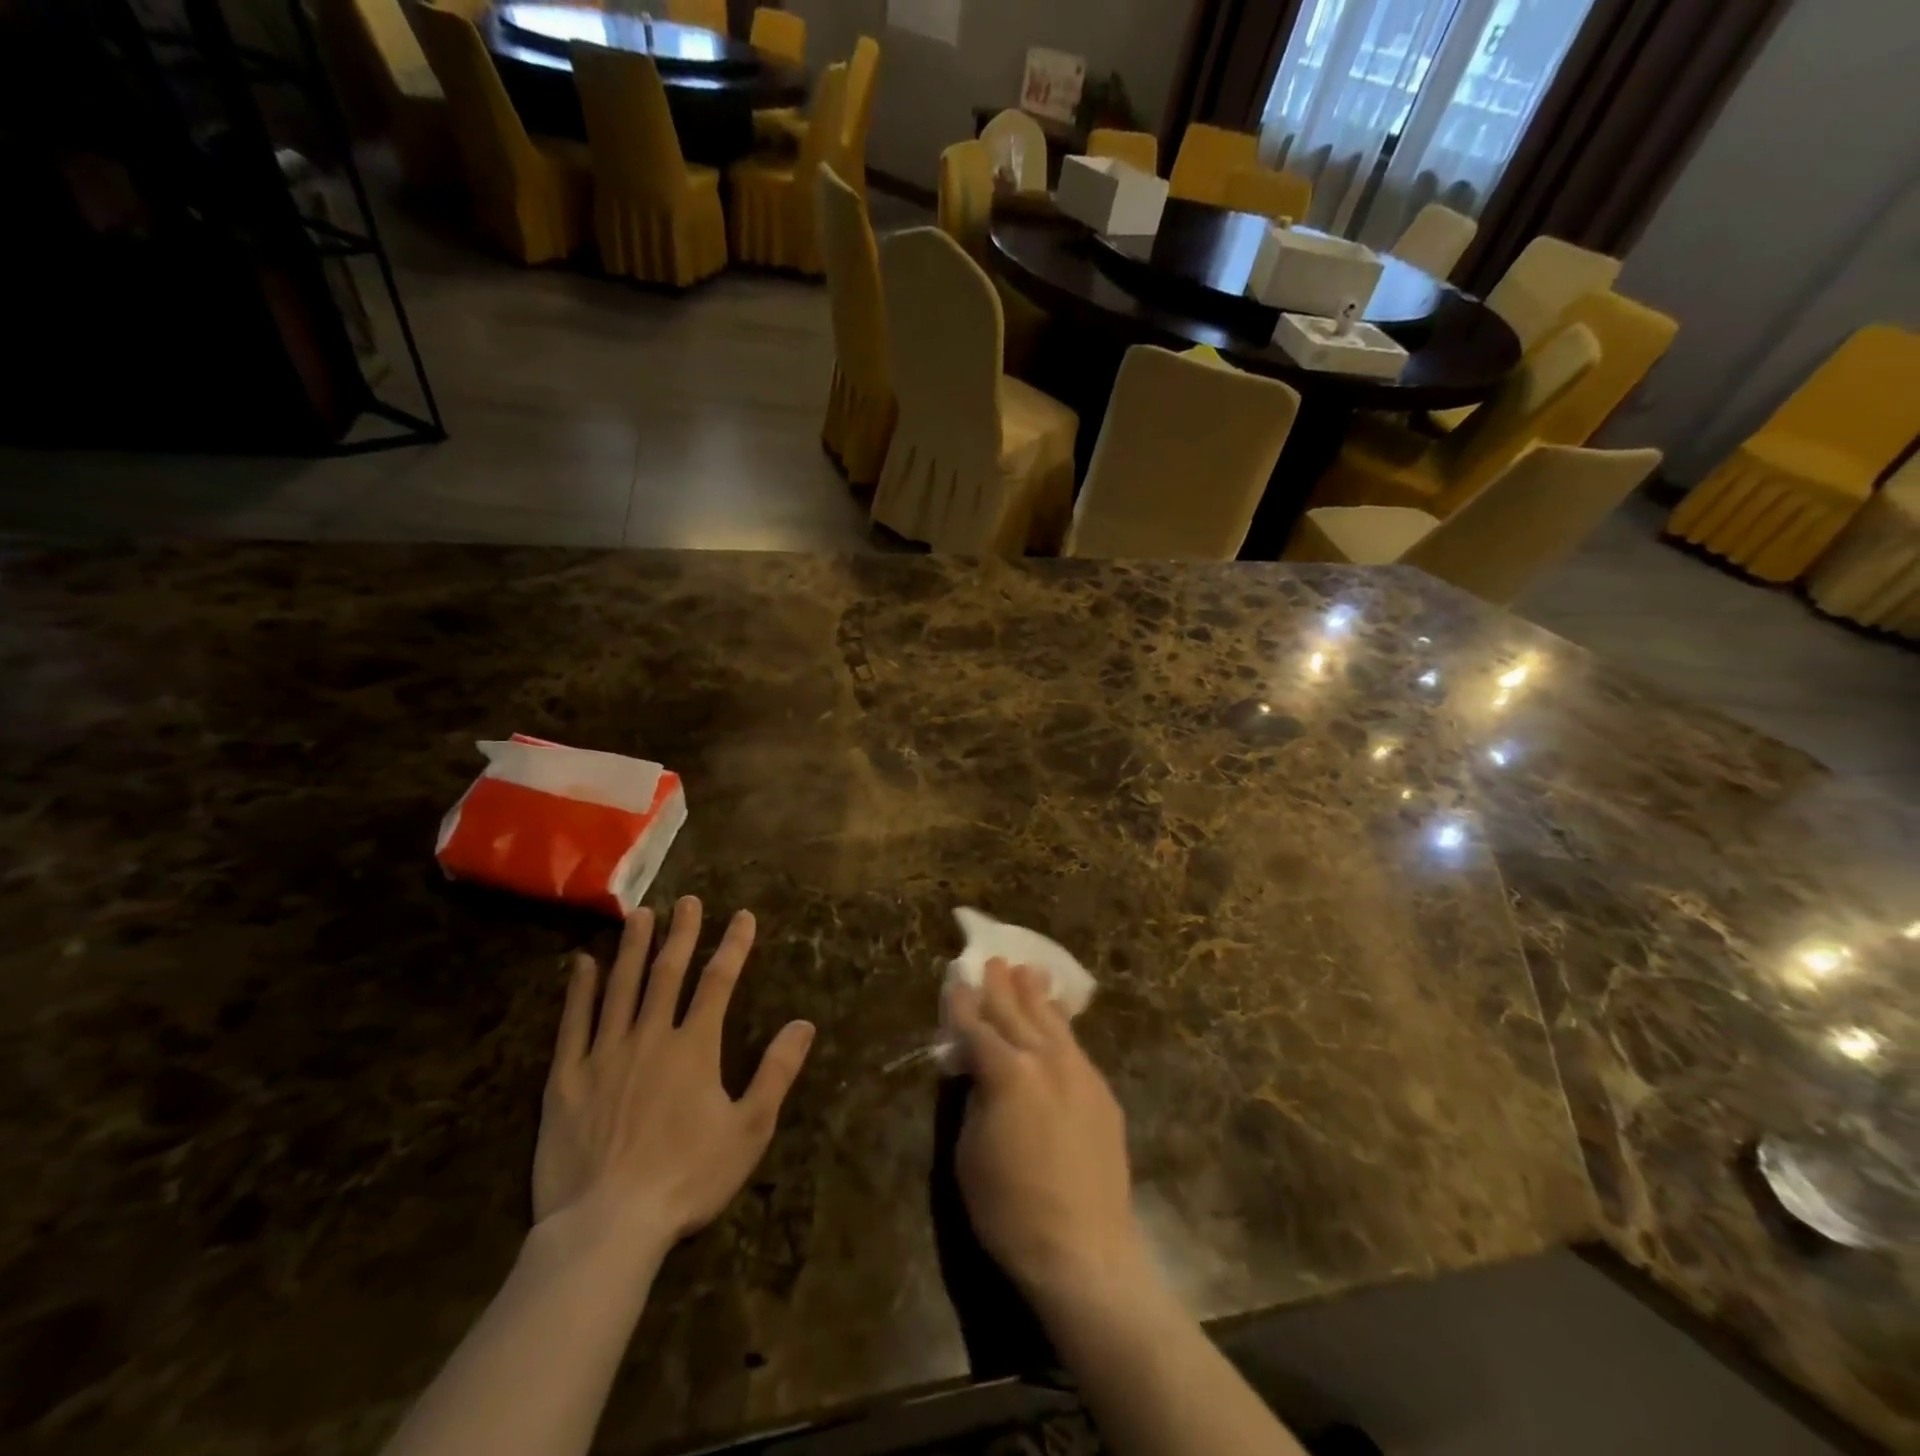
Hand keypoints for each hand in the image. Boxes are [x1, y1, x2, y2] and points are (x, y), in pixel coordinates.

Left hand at [532, 898, 815, 1251]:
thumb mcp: (749, 1129)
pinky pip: (572, 1024)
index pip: (718, 982)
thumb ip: (776, 1072)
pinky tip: (581, 963)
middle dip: (681, 934)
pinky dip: (578, 990)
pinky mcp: (566, 1079)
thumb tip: (803, 1024)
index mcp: (695, 1047)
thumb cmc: (686, 1178)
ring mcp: (604, 1054)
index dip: (733, 946)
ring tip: (640, 915)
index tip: (743, 916)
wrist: (607, 1226)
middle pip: (667, 973)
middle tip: (687, 901)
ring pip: (620, 987)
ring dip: (632, 948)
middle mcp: (650, 1037)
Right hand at [946, 960, 1148, 1302]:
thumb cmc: (1011, 1209)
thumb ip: (974, 1099)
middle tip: (994, 960)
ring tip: (1029, 971)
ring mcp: (1079, 1073)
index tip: (957, 981)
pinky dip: (1062, 1026)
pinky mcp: (1101, 1092)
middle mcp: (1044, 1060)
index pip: (977, 1028)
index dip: (964, 1005)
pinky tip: (1058, 1020)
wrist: (1084, 1250)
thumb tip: (978, 1072)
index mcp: (1006, 1073)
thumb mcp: (969, 1153)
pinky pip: (1076, 1046)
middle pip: (1017, 1013)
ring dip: (1037, 996)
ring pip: (1052, 1022)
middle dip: (1002, 986)